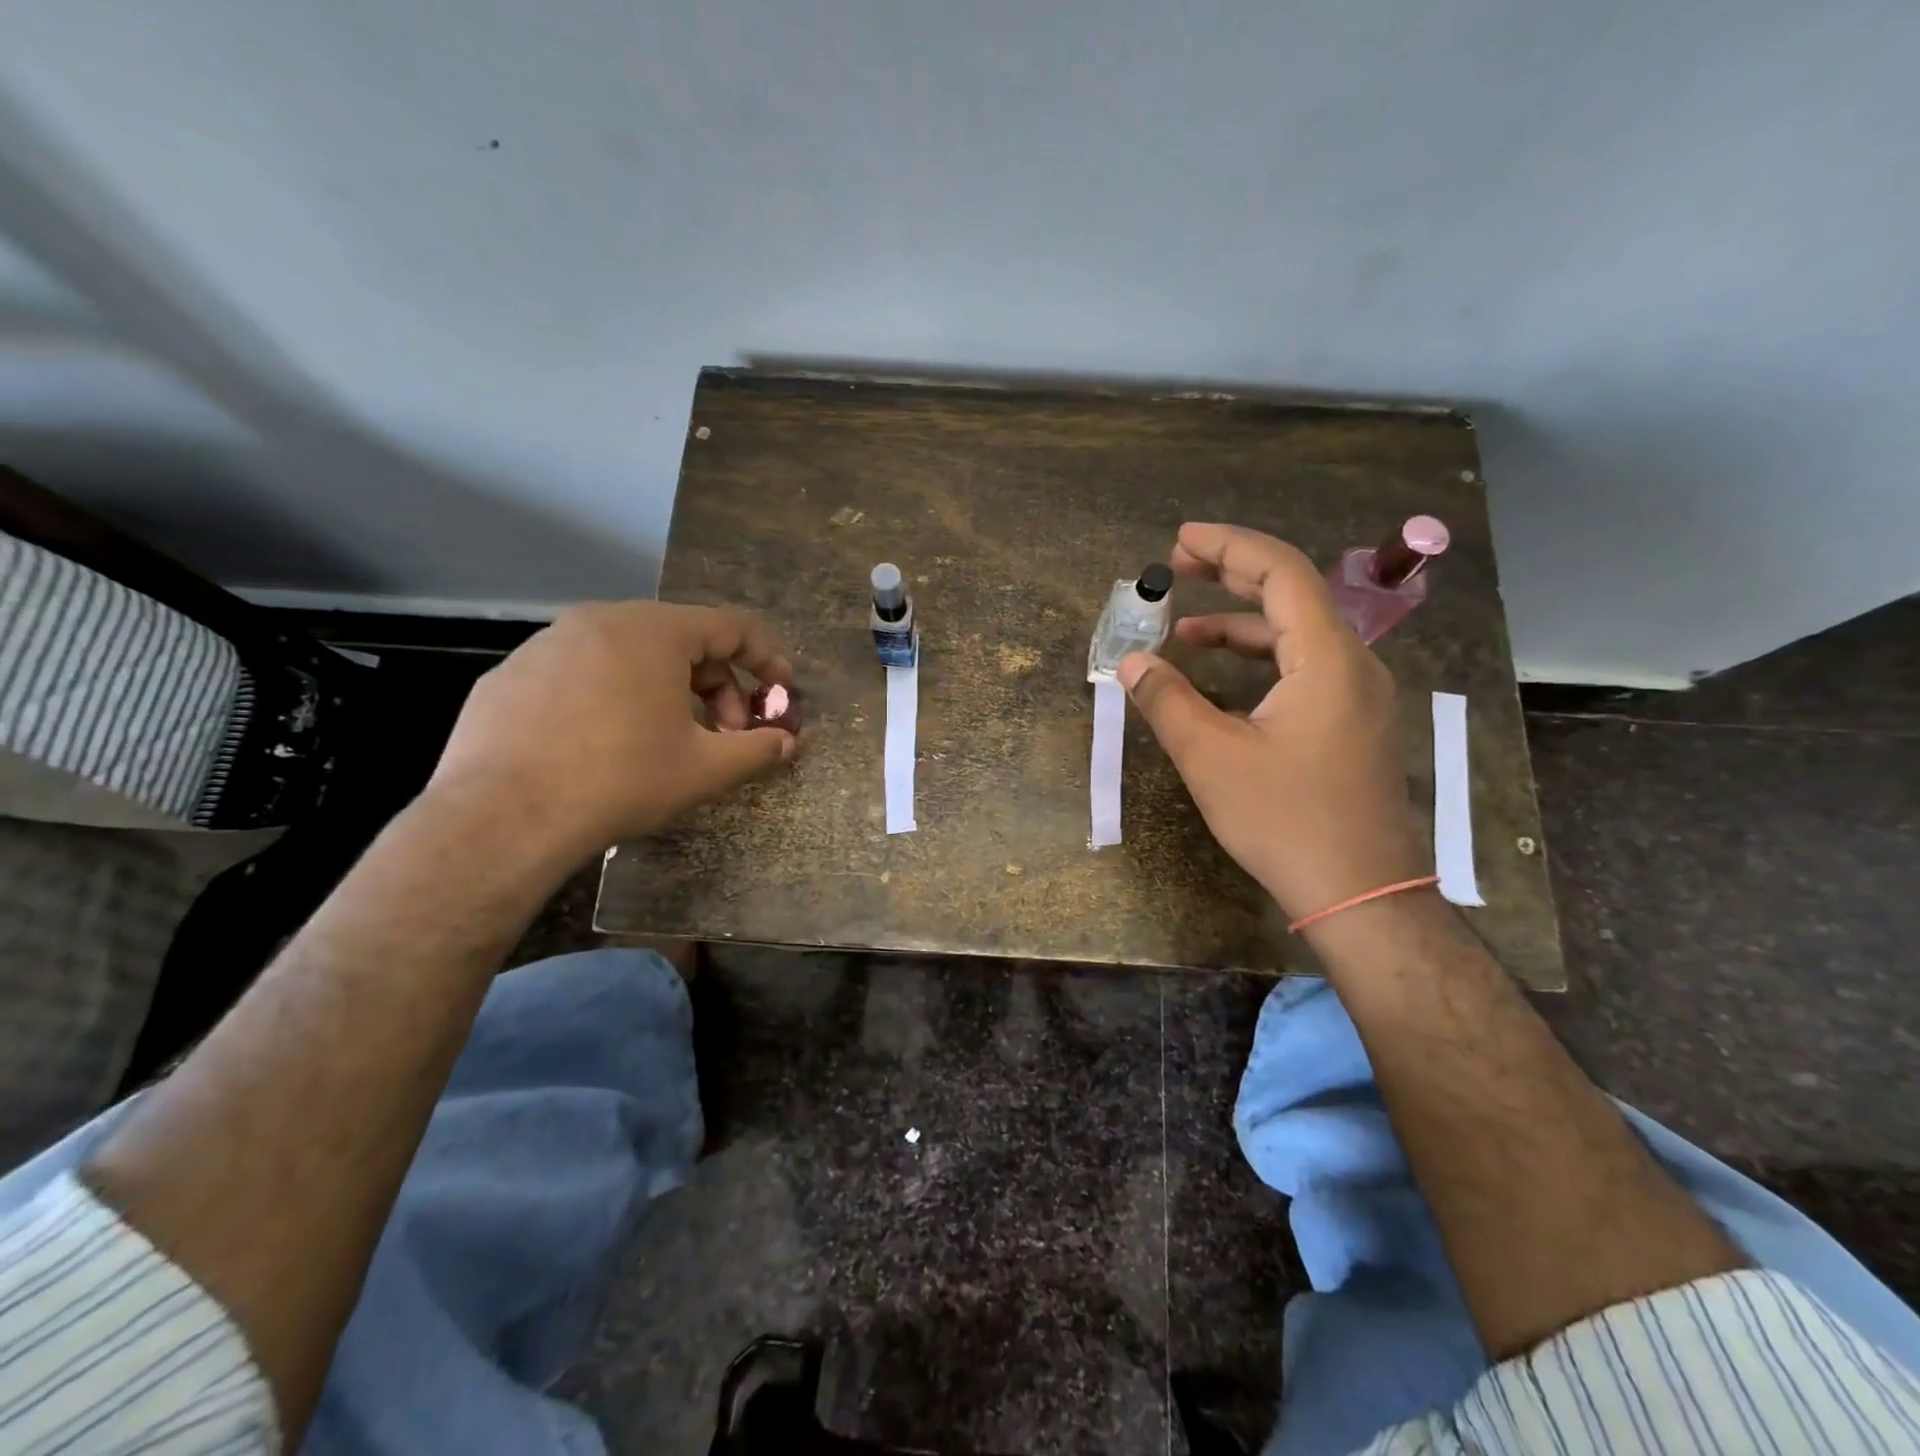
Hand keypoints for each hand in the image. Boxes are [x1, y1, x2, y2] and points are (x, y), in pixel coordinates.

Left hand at [427, 601, 795, 855]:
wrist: (503, 817)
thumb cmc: (621, 779)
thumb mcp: (706, 768)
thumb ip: (758, 749)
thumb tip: (788, 742)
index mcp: (653, 630)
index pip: (730, 627)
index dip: (765, 658)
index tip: (782, 691)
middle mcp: (599, 620)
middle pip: (680, 639)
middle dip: (717, 685)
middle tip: (727, 732)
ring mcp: (546, 644)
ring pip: (628, 655)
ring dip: (667, 691)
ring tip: (670, 740)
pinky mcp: (509, 675)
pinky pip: (581, 674)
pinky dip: (613, 698)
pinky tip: (607, 746)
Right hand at [1117, 523, 1427, 922]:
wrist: (1360, 893)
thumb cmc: (1285, 820)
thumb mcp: (1212, 757)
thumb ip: (1167, 700)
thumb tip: (1131, 662)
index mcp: (1327, 658)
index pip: (1280, 573)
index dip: (1228, 547)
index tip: (1180, 539)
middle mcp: (1353, 664)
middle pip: (1292, 595)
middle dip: (1232, 575)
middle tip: (1178, 565)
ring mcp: (1358, 696)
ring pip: (1297, 636)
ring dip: (1241, 624)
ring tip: (1184, 631)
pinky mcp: (1352, 724)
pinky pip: (1304, 669)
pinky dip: (1260, 660)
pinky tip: (1223, 678)